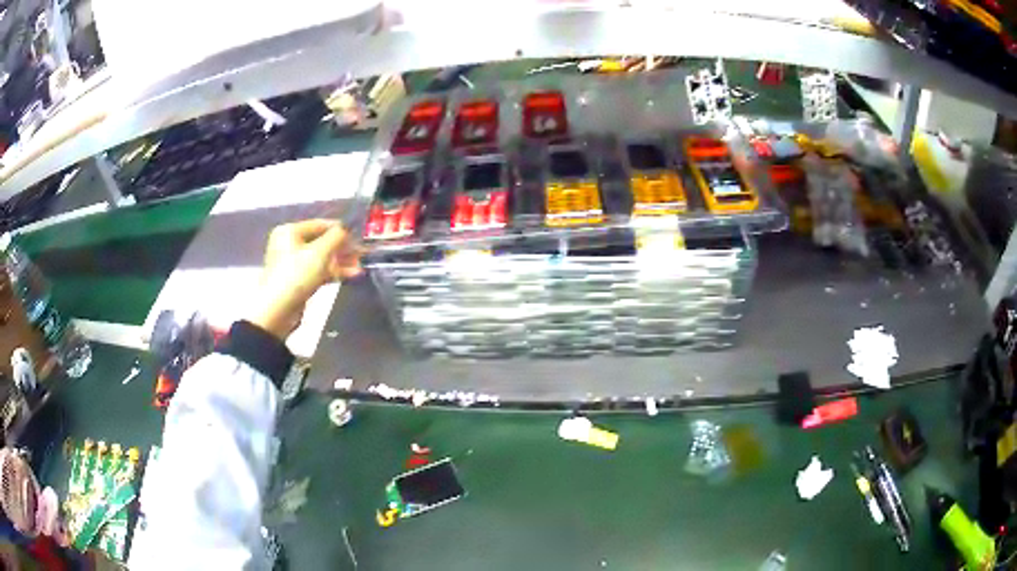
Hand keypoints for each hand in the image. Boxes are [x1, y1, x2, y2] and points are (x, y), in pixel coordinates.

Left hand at [248, 220, 362, 339]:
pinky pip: (320, 271)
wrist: (278, 311)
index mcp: (289, 232)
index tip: (359, 235)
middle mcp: (290, 244)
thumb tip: (347, 229)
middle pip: (322, 242)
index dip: (340, 229)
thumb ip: (336, 237)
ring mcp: (294, 264)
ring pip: (322, 258)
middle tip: (362, 253)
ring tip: (361, 266)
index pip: (320, 224)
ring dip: (341, 262)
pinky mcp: (299, 281)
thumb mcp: (319, 252)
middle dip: (343, 248)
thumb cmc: (296, 275)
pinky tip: (352, 275)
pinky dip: (334, 272)